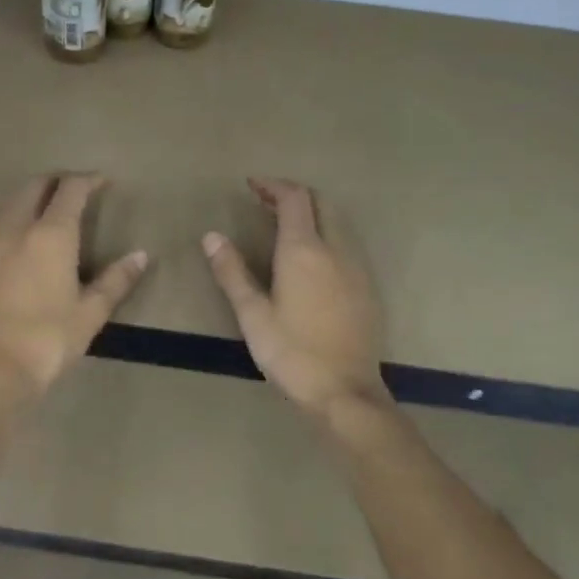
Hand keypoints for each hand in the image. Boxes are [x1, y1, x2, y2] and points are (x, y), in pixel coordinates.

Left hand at [0, 174, 147, 410]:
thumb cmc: (50, 337)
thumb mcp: (92, 311)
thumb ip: (117, 279)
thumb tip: (140, 256)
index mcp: (51, 234)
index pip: (70, 190)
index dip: (87, 180)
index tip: (103, 181)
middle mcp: (19, 229)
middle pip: (34, 186)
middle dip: (57, 180)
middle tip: (78, 188)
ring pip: (14, 203)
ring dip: (34, 196)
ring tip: (55, 209)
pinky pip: (2, 223)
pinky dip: (19, 216)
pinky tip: (30, 238)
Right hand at [202, 179, 391, 419]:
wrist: (345, 392)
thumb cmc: (291, 353)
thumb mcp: (252, 314)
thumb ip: (232, 271)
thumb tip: (211, 236)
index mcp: (303, 250)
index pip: (294, 198)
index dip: (272, 186)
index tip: (252, 185)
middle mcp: (335, 249)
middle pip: (320, 202)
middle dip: (293, 194)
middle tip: (265, 201)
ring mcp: (356, 267)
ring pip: (337, 221)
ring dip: (312, 213)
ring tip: (284, 225)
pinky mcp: (366, 287)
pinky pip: (346, 243)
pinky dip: (326, 234)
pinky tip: (311, 258)